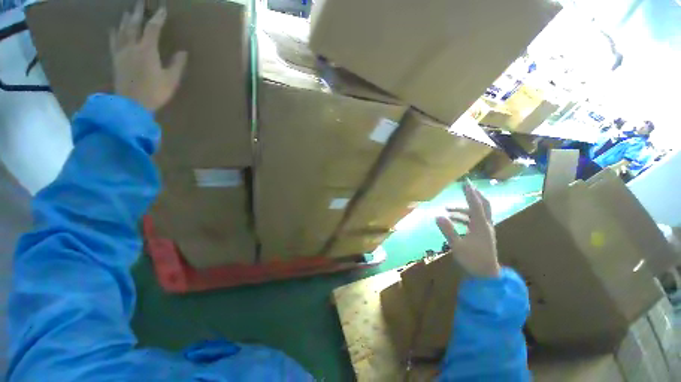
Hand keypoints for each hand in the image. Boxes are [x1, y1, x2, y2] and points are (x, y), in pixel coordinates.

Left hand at [109, 1, 187, 111]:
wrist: (131, 104)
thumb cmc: (154, 92)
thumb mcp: (171, 80)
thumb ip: (177, 65)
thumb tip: (183, 52)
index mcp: (147, 50)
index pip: (153, 28)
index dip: (159, 17)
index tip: (162, 8)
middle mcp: (132, 46)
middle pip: (134, 24)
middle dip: (138, 12)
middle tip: (141, 2)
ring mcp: (122, 52)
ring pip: (123, 30)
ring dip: (126, 19)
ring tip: (129, 11)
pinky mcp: (115, 59)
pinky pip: (113, 41)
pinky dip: (114, 32)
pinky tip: (114, 27)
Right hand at [436, 181, 500, 277]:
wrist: (486, 274)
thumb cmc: (472, 259)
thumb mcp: (457, 245)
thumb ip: (447, 230)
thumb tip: (437, 216)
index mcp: (480, 225)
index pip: (476, 205)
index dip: (470, 193)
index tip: (465, 183)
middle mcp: (485, 225)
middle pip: (484, 205)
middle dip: (475, 195)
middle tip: (466, 187)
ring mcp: (485, 230)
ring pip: (477, 213)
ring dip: (464, 209)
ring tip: (447, 209)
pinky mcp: (483, 234)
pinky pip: (474, 220)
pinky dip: (464, 217)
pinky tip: (453, 220)